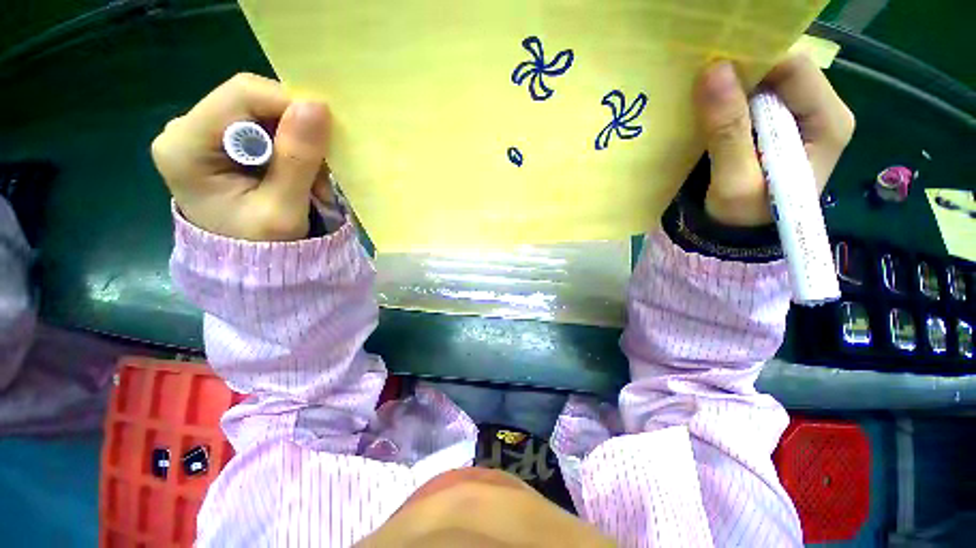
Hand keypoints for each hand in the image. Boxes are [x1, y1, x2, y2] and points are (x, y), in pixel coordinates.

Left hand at [151, 73, 331, 240]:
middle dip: (297, 131)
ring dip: (299, 145)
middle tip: (321, 172)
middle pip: (253, 101)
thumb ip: (297, 160)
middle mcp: (186, 130)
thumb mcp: (283, 209)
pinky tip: (301, 176)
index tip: (326, 136)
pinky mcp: (221, 142)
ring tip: (313, 183)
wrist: (247, 265)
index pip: (242, 95)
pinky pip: (266, 128)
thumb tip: (317, 107)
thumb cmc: (262, 247)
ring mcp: (203, 134)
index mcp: (185, 146)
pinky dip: (293, 149)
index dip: (290, 105)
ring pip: (264, 114)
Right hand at [693, 56, 854, 226]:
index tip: (713, 71)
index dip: (754, 63)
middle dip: (743, 71)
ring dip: (733, 84)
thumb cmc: (742, 216)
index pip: (795, 69)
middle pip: (783, 69)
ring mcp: (801, 116)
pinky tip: (711, 110)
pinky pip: (756, 96)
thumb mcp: (734, 181)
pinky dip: (731, 97)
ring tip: (703, 98)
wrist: (738, 233)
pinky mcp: (779, 123)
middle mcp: (822, 111)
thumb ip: (727, 131)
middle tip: (703, 85)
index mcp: (828, 123)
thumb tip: (712, 72)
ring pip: (767, 80)